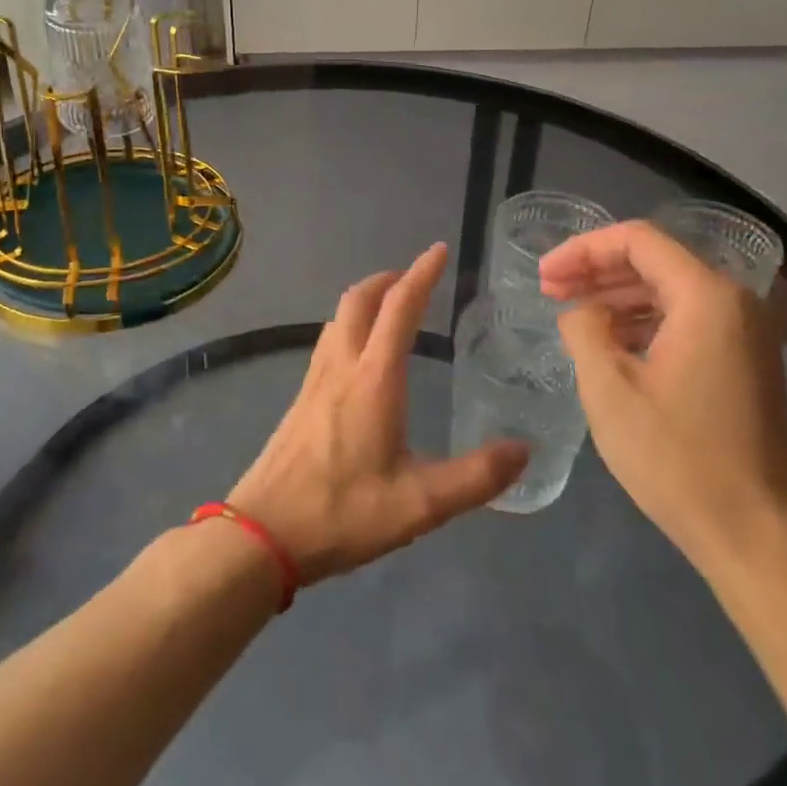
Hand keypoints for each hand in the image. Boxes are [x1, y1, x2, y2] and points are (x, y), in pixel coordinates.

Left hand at [229, 243, 528, 585]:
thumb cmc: (342, 513)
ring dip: (365, 300)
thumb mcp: (421, 504)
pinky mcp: (300, 400)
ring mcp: (314, 382)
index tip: (439, 250)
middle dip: (388, 279)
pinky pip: (327, 343)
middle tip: (415, 277)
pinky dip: (349, 327)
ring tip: (390, 308)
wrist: (262, 535)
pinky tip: (358, 357)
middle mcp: (341, 367)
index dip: (422, 274)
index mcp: (374, 379)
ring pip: (337, 319)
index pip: (400, 308)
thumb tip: (524, 450)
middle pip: (359, 300)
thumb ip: (476, 477)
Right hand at [540, 220, 786, 574]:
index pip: (637, 240)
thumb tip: (581, 312)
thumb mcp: (610, 390)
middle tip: (550, 291)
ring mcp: (748, 333)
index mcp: (706, 297)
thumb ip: (584, 331)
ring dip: (619, 297)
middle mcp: (736, 302)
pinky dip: (646, 322)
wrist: (757, 536)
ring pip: (671, 291)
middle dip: (597, 271)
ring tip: (572, 315)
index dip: (583, 249)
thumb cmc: (677, 459)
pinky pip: (689, 321)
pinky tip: (612, 344)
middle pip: (656, 261)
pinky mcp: (748, 362)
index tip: (544, 275)